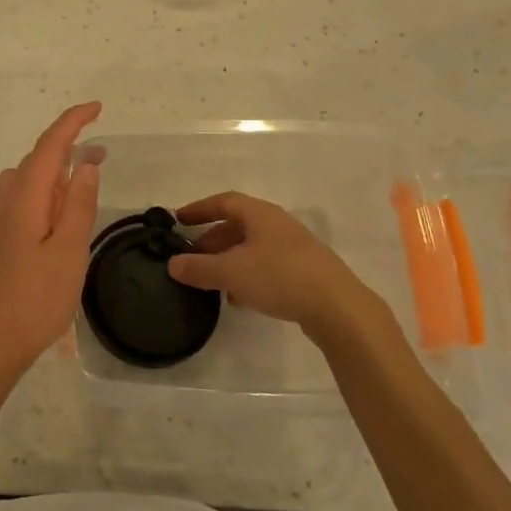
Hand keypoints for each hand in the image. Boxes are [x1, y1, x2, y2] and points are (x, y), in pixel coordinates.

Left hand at [0, 102, 102, 381]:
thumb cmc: (34, 300)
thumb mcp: (68, 252)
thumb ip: (77, 205)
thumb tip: (86, 163)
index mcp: (24, 198)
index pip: (49, 146)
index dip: (72, 122)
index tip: (97, 108)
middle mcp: (5, 202)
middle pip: (36, 161)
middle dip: (67, 148)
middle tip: (101, 155)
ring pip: (25, 182)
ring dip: (54, 173)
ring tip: (82, 184)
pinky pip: (20, 202)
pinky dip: (42, 195)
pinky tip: (55, 219)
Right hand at [167, 191, 378, 338]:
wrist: (338, 308)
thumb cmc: (279, 277)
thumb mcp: (231, 272)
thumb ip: (199, 268)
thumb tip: (173, 264)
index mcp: (260, 214)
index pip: (223, 201)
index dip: (199, 209)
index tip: (179, 220)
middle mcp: (277, 224)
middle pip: (238, 225)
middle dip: (212, 239)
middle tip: (193, 256)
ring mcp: (294, 248)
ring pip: (252, 247)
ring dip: (229, 259)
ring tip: (211, 280)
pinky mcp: (305, 272)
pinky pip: (267, 266)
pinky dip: (247, 275)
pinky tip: (239, 297)